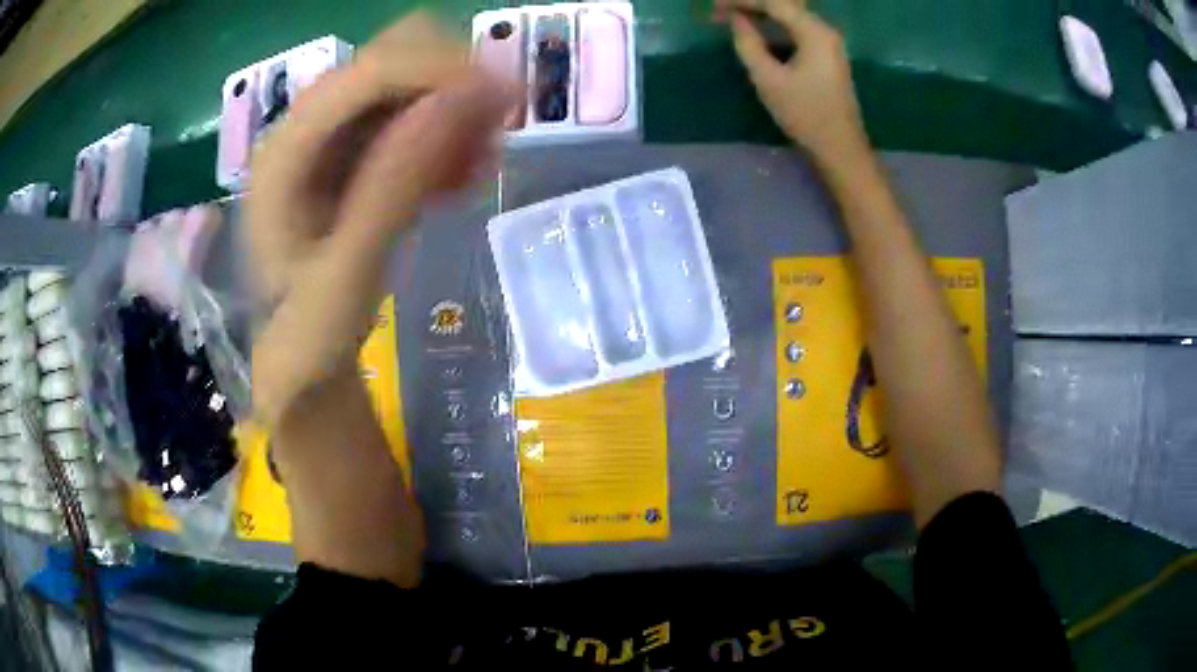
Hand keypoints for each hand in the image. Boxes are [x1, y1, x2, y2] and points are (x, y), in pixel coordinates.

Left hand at [247, 13, 512, 426]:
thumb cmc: (309, 333)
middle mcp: (307, 124)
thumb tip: (465, 99)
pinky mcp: (357, 147)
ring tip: (480, 165)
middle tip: (497, 131)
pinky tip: (461, 176)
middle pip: (393, 56)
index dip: (440, 71)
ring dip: (457, 107)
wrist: (298, 358)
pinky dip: (450, 131)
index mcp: (286, 150)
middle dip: (452, 82)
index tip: (509, 99)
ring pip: (412, 78)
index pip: (369, 72)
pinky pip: (416, 112)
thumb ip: (395, 186)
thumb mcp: (346, 277)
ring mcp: (333, 132)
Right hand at [718, 0, 867, 161]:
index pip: (774, 3)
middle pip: (784, 4)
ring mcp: (828, 42)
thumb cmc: (805, 115)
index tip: (715, 5)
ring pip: (790, 15)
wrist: (840, 147)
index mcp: (815, 32)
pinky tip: (756, 29)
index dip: (742, 0)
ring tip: (732, 16)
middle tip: (721, 9)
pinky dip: (774, 25)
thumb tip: (736, 20)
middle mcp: (825, 30)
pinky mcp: (826, 54)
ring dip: (762, 13)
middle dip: (752, 4)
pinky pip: (796, 28)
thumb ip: (748, 44)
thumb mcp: (768, 79)